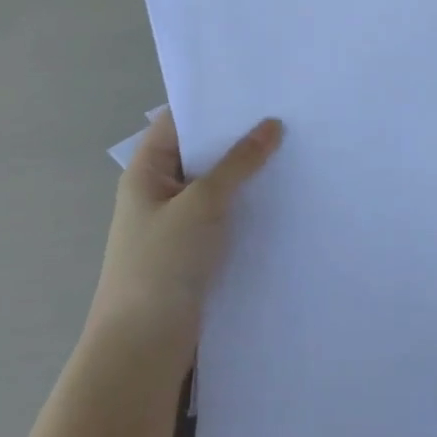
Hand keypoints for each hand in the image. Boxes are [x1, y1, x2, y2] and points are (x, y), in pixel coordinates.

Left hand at [87, 112, 281, 358]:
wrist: (143, 349)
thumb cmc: (162, 265)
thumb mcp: (202, 203)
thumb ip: (239, 163)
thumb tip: (273, 124)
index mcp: (146, 171)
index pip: (178, 120)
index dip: (211, 102)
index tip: (255, 87)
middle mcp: (159, 191)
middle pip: (200, 151)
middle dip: (238, 135)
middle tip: (286, 112)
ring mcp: (177, 222)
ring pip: (216, 184)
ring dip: (246, 171)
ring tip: (293, 146)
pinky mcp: (194, 251)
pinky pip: (224, 214)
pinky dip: (247, 202)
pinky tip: (282, 194)